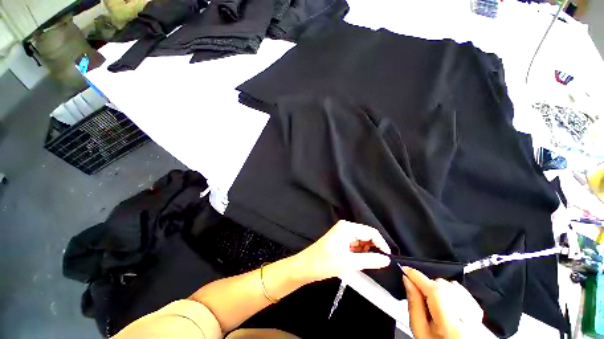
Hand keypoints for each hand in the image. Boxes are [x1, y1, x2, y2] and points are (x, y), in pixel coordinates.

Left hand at [294, 220, 390, 281]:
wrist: (306, 266)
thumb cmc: (326, 262)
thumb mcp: (350, 262)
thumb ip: (371, 260)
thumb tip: (387, 260)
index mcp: (348, 227)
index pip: (371, 232)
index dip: (381, 244)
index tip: (388, 258)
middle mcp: (345, 227)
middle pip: (366, 235)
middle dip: (373, 248)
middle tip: (377, 263)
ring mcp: (342, 233)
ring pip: (360, 240)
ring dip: (366, 251)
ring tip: (366, 264)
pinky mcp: (339, 239)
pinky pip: (354, 244)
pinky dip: (359, 252)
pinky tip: (358, 261)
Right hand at [402, 267, 483, 338]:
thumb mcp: (419, 329)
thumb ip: (413, 304)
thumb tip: (407, 280)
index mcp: (451, 327)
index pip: (434, 291)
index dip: (417, 276)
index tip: (405, 269)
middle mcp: (468, 319)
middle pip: (442, 286)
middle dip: (427, 285)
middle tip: (420, 296)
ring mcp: (476, 315)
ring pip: (451, 285)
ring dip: (438, 288)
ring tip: (433, 303)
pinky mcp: (478, 312)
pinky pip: (462, 291)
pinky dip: (450, 290)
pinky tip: (445, 301)